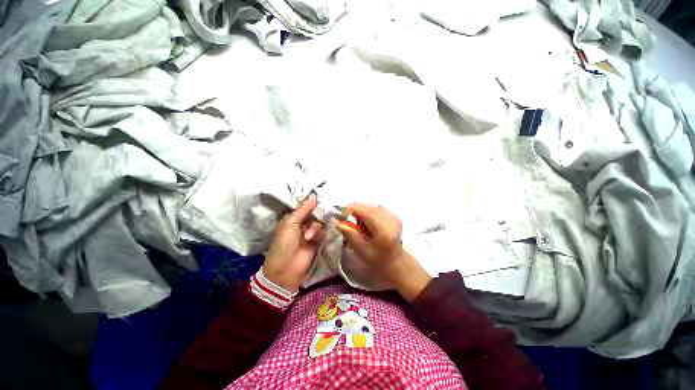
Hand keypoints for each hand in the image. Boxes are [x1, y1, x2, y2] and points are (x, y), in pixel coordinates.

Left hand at [263, 193, 323, 292]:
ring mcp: (311, 231)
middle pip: (315, 212)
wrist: (286, 270)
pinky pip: (324, 231)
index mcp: (293, 217)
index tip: (322, 196)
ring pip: (320, 222)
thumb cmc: (284, 244)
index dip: (313, 201)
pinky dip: (321, 233)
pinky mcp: (318, 240)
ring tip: (308, 237)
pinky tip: (315, 238)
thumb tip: (313, 194)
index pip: (306, 205)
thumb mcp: (290, 224)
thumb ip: (303, 209)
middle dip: (316, 215)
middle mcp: (303, 222)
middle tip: (315, 219)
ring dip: (315, 228)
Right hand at [336, 204, 431, 301]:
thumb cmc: (377, 258)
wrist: (395, 261)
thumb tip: (338, 222)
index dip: (351, 209)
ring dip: (363, 212)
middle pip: (368, 207)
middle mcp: (390, 219)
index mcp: (383, 229)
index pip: (364, 211)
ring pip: (372, 206)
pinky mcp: (394, 215)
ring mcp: (393, 216)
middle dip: (356, 212)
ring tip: (361, 225)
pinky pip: (377, 208)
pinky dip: (370, 213)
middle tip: (352, 224)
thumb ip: (350, 235)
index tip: (340, 214)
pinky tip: (370, 223)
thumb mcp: (361, 250)